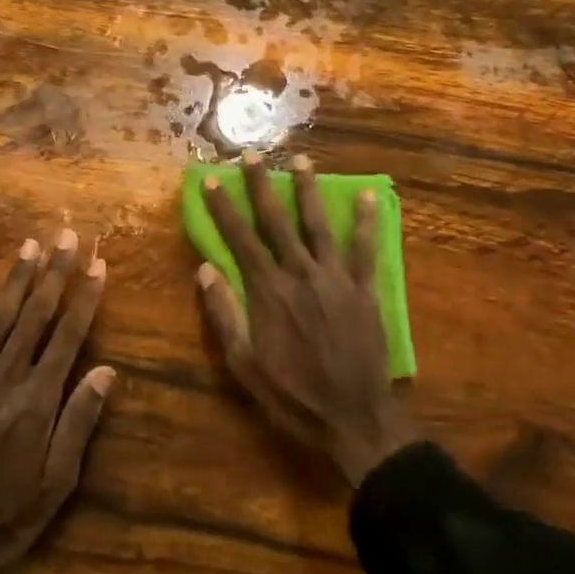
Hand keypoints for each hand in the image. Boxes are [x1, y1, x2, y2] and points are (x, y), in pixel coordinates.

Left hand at [0, 230, 113, 573]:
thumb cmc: (6, 516)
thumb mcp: (56, 484)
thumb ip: (78, 423)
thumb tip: (106, 371)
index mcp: (36, 403)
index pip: (67, 338)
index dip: (85, 298)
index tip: (97, 264)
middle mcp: (3, 381)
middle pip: (33, 318)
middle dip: (52, 274)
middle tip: (64, 236)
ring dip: (15, 281)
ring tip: (30, 246)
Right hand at [196, 154, 422, 485]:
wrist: (353, 418)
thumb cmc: (291, 396)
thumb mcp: (244, 364)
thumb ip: (225, 315)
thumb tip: (205, 270)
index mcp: (268, 291)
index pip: (240, 239)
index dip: (224, 208)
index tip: (212, 180)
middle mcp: (300, 274)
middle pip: (277, 221)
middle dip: (263, 186)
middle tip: (254, 155)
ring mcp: (336, 279)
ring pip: (319, 225)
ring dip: (309, 191)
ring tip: (304, 160)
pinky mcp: (364, 290)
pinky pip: (366, 249)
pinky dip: (368, 221)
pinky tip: (370, 195)